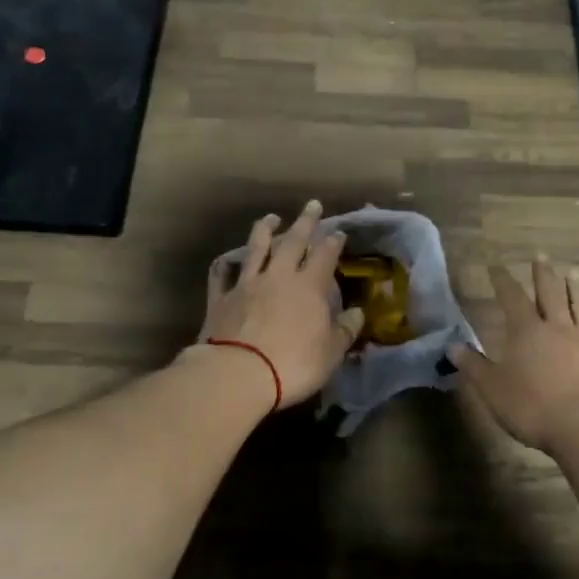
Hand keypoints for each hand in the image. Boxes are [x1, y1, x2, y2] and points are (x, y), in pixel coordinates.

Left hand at [198, 201, 364, 406]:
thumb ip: (345, 330)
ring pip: (256, 248)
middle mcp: (278, 276)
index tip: (339, 232)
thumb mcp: (331, 352)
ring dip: (265, 230)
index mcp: (309, 286)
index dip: (333, 242)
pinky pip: (222, 275)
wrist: (239, 373)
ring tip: (271, 217)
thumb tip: (357, 314)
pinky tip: (226, 260)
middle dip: (305, 222)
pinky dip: (225, 265)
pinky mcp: (221, 298)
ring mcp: (246, 284)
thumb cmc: (294, 363)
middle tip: (312, 205)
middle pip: (293, 241)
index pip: (325, 255)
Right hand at [452, 258, 578, 452]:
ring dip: (576, 289)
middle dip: (543, 275)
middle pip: (550, 294)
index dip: (503, 281)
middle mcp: (558, 328)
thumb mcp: (492, 388)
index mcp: (526, 332)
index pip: (512, 298)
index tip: (496, 266)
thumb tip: (451, 347)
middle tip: (541, 255)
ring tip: (573, 272)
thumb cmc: (532, 406)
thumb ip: (473, 366)